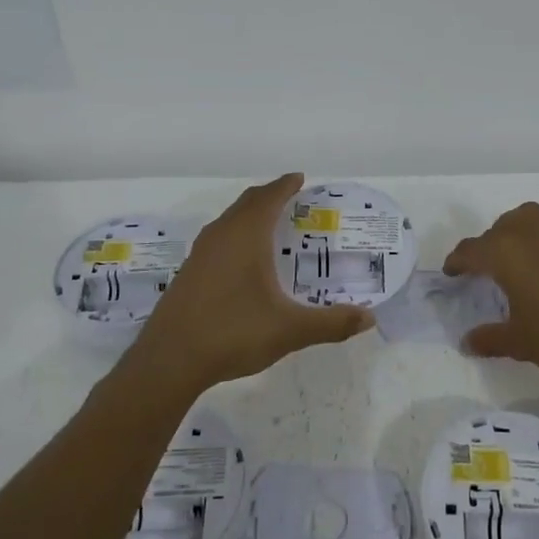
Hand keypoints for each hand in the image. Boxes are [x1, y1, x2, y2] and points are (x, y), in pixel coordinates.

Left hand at [128, 174, 374, 389]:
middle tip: (290, 197)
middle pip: (247, 203)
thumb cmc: (233, 332)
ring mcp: (200, 254)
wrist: (169, 360)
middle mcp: (221, 236)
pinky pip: (217, 240)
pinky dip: (235, 235)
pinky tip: (241, 261)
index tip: (300, 178)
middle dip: (269, 196)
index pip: (269, 198)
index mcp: (246, 236)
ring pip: (228, 221)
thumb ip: (331, 323)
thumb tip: (369, 319)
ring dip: (249, 215)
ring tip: (269, 225)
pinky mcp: (188, 273)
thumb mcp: (290, 330)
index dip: (286, 185)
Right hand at [443, 202, 538, 373]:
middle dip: (486, 244)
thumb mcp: (519, 343)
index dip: (456, 262)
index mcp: (505, 256)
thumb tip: (467, 343)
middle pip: (498, 229)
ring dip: (518, 223)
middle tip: (484, 267)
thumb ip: (490, 339)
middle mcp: (530, 236)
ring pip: (532, 215)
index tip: (451, 273)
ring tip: (514, 240)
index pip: (471, 252)